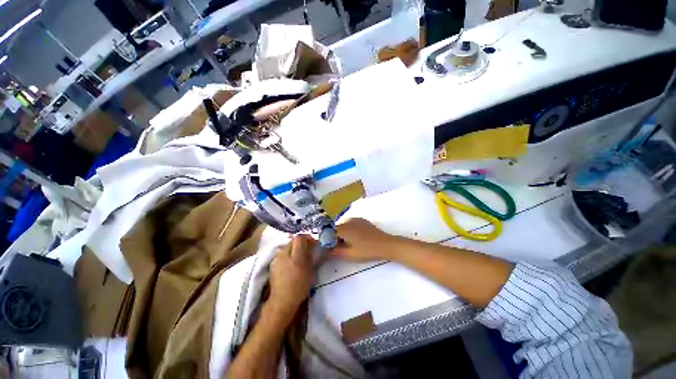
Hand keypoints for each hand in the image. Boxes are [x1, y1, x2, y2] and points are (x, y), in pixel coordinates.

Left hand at [266, 235, 314, 324]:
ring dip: (294, 249)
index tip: (313, 243)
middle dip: (301, 243)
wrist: (282, 301)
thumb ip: (311, 257)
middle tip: (308, 249)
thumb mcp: (310, 271)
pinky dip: (288, 255)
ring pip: (287, 247)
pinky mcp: (273, 264)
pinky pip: (282, 254)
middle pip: (292, 241)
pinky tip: (291, 263)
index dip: (307, 238)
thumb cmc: (299, 287)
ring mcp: (276, 259)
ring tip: (300, 257)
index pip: (299, 238)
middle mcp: (284, 254)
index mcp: (295, 256)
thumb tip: (312, 248)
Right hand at [333, 218, 398, 261]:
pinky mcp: (362, 220)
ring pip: (343, 226)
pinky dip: (349, 230)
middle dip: (335, 237)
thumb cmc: (367, 250)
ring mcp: (355, 219)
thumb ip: (335, 252)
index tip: (329, 248)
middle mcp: (348, 220)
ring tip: (347, 244)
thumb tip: (325, 250)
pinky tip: (355, 238)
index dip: (328, 240)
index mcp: (344, 228)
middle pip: (336, 228)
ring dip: (342, 234)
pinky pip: (350, 224)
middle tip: (339, 248)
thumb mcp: (349, 254)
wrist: (385, 244)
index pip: (329, 232)